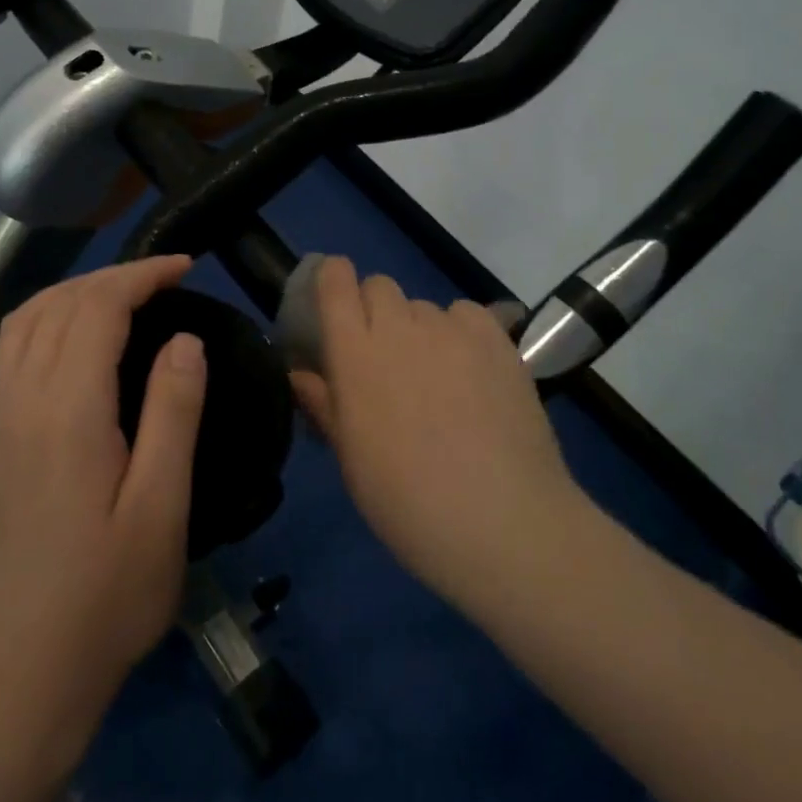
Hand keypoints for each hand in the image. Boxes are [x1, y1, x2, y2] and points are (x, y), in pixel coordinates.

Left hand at [0, 255, 205, 760]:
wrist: (26, 670)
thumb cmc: (109, 594)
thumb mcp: (162, 506)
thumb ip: (173, 413)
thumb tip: (185, 339)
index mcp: (68, 413)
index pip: (97, 309)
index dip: (141, 276)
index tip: (186, 266)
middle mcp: (24, 402)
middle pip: (57, 304)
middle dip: (111, 276)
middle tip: (165, 278)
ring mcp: (0, 421)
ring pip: (25, 321)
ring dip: (74, 291)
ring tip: (124, 295)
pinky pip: (12, 350)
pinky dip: (48, 318)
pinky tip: (77, 338)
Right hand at [290, 257, 584, 610]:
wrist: (500, 521)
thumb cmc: (407, 501)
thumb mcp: (351, 459)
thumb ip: (324, 405)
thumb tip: (300, 375)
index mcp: (355, 354)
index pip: (335, 282)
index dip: (332, 280)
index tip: (334, 301)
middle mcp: (400, 327)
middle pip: (380, 286)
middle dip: (374, 309)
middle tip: (385, 357)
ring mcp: (452, 330)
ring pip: (424, 306)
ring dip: (419, 329)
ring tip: (436, 377)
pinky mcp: (496, 339)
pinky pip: (466, 314)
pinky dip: (461, 332)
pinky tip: (472, 371)